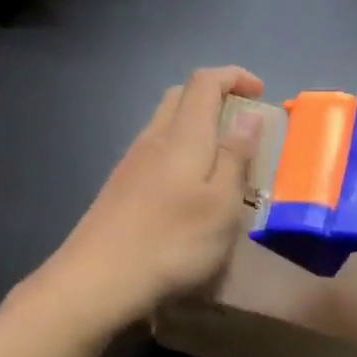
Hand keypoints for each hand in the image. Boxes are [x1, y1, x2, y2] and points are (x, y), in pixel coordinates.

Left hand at [33, 66, 264, 329]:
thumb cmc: (172, 242)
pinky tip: (188, 190)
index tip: (260, 94)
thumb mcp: (221, 204)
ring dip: (196, 126)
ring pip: (165, 124)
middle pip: (181, 95)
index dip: (234, 76)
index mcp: (183, 135)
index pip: (205, 81)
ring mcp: (131, 162)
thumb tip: (249, 116)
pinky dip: (179, 152)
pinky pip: (155, 151)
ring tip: (221, 161)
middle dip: (215, 97)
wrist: (96, 279)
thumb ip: (236, 157)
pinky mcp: (119, 187)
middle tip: (242, 125)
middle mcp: (154, 138)